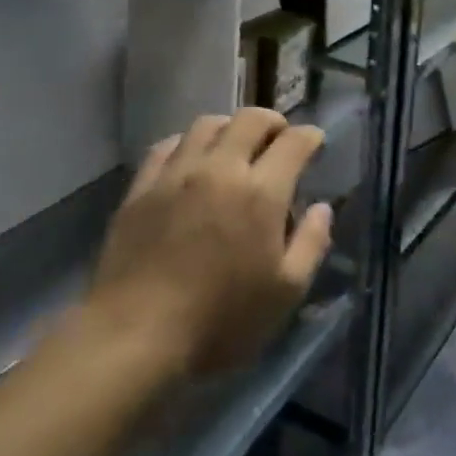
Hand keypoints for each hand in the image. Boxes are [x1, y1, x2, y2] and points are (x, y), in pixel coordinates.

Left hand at [77, 109, 333, 378]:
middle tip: (279, 139)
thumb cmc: (220, 321)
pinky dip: (188, 143)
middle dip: (273, 122)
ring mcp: (176, 174)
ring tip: (235, 146)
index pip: (294, 142)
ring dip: (230, 127)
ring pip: (207, 124)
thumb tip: (322, 208)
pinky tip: (191, 161)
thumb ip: (311, 243)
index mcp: (261, 193)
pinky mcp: (141, 188)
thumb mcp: (285, 292)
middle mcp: (221, 169)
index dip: (310, 136)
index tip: (315, 143)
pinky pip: (167, 145)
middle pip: (251, 119)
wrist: (133, 337)